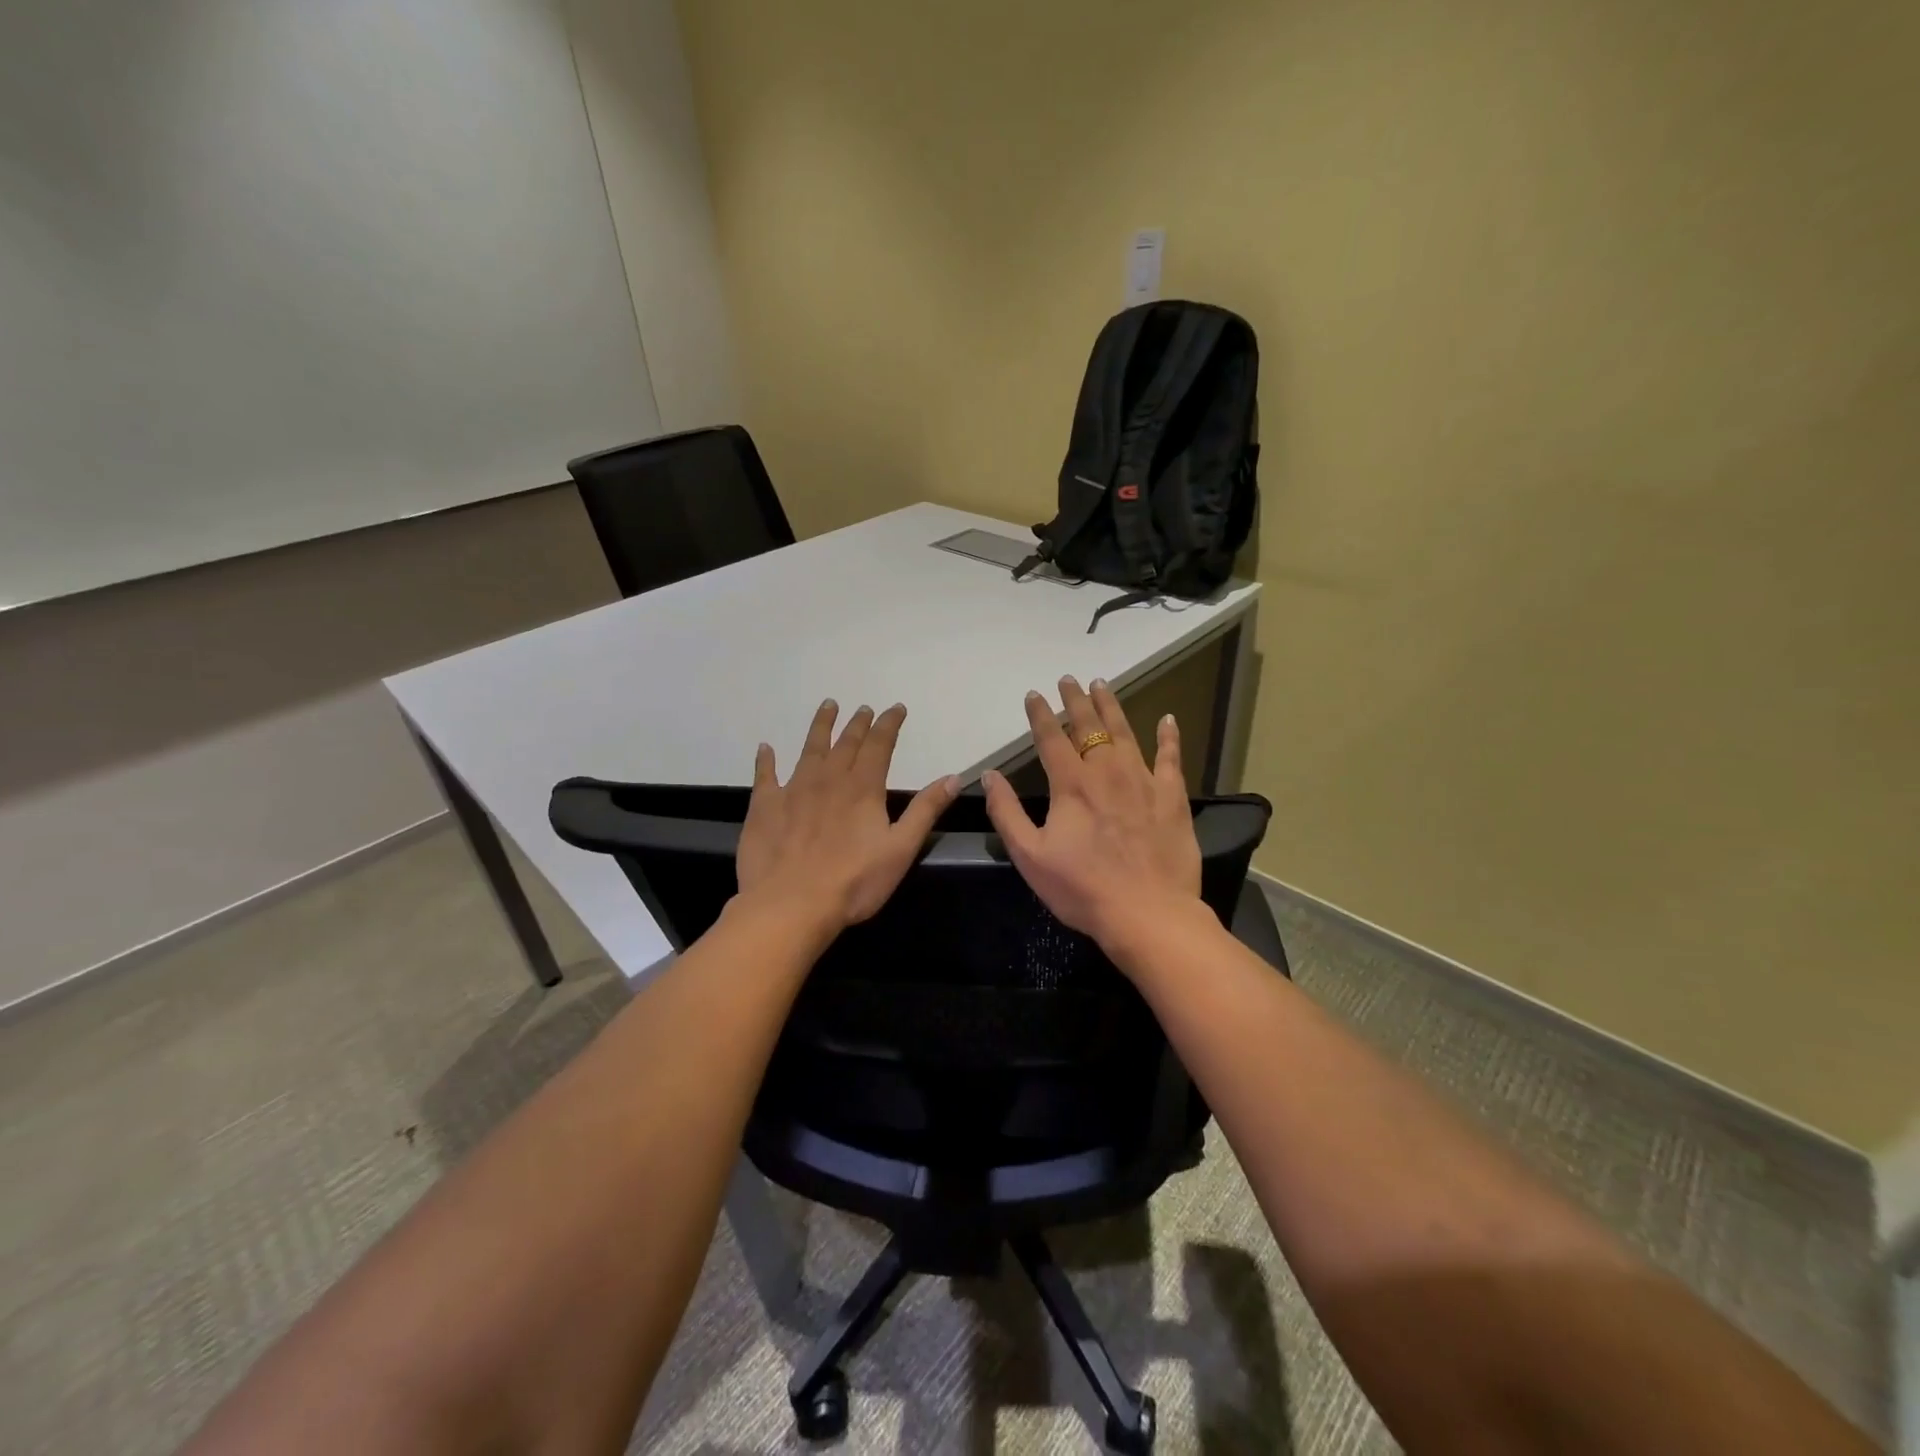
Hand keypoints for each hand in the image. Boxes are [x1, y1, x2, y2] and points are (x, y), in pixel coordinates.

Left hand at [737, 699, 960, 933]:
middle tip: (863, 708)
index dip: (888, 724)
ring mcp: (793, 790)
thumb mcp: (901, 849)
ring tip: (827, 706)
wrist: (790, 905)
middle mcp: (828, 779)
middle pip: (845, 743)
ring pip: (809, 749)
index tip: (895, 708)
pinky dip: (766, 760)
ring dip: (820, 726)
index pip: (879, 745)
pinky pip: (765, 775)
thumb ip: (925, 810)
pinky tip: (765, 748)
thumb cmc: (853, 882)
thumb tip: (953, 777)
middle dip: (858, 723)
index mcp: (862, 788)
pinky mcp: (765, 807)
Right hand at [981, 677, 1203, 959]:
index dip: (1040, 714)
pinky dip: (1169, 737)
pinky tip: (1168, 720)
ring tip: (1102, 685)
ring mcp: (1143, 781)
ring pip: (1125, 732)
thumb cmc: (1082, 889)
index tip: (1034, 694)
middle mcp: (1106, 772)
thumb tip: (989, 775)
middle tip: (1069, 680)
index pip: (1051, 738)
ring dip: (1112, 707)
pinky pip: (1171, 758)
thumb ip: (1006, 812)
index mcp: (1071, 785)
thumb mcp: (1030, 856)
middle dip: (1076, 700)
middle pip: (1089, 726)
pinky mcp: (1172, 797)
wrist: (1147, 914)